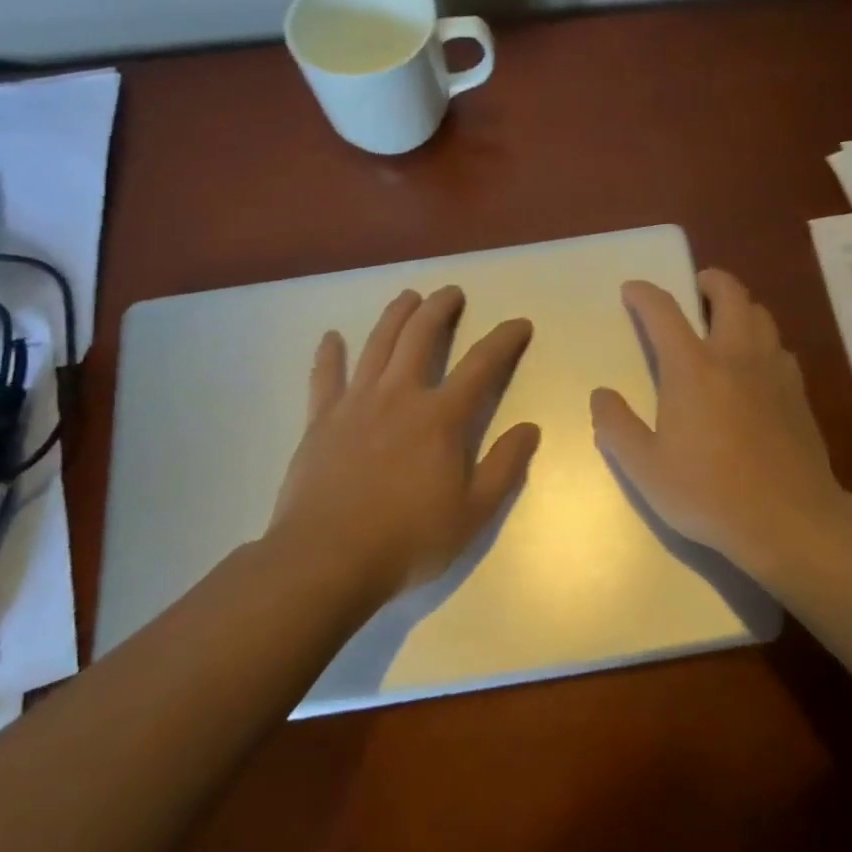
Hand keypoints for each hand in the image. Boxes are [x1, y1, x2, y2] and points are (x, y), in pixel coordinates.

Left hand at [268, 286, 539, 595]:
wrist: (328, 559)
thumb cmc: (409, 539)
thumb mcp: (473, 513)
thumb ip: (505, 467)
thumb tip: (530, 428)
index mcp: (441, 418)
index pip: (482, 365)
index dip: (504, 340)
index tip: (519, 324)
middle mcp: (400, 396)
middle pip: (421, 337)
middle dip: (439, 309)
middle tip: (451, 292)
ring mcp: (356, 404)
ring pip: (377, 344)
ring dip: (395, 316)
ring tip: (407, 296)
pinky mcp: (322, 420)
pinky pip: (326, 377)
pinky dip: (329, 354)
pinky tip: (332, 337)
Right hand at [590, 270, 847, 580]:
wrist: (790, 520)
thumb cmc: (709, 494)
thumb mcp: (645, 468)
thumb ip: (617, 426)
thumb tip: (601, 395)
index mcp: (692, 368)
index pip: (664, 311)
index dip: (644, 294)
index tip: (632, 291)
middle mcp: (735, 356)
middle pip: (730, 294)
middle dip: (709, 281)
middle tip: (695, 288)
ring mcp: (773, 371)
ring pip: (761, 315)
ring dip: (740, 306)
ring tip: (724, 322)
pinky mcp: (798, 393)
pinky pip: (779, 348)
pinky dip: (762, 341)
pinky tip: (755, 366)